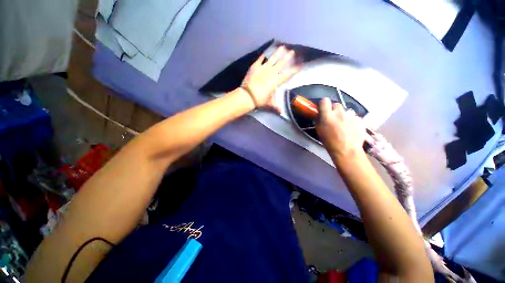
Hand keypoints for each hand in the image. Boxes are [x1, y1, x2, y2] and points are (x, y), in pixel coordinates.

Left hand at [241, 46, 299, 111]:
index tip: (301, 64)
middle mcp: (271, 72)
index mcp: (276, 81)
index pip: (288, 74)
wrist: (247, 96)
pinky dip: (262, 57)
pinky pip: (260, 60)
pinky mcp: (255, 67)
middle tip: (293, 51)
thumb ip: (275, 107)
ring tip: (282, 47)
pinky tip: (264, 54)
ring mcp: (263, 68)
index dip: (295, 69)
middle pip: (281, 63)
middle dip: (288, 57)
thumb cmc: (260, 100)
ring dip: (277, 53)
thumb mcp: (269, 104)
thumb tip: (281, 112)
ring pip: (272, 59)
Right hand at [316, 98, 365, 158]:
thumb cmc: (329, 142)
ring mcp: (351, 116)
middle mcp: (339, 113)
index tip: (324, 108)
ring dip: (343, 116)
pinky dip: (351, 121)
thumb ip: (319, 120)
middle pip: (336, 105)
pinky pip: (354, 117)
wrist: (347, 150)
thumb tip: (320, 114)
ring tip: (344, 125)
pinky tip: (351, 129)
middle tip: (334, 118)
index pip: (325, 101)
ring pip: (346, 111)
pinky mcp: (359, 120)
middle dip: (334, 110)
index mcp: (327, 115)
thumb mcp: (319, 130)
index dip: (324, 104)